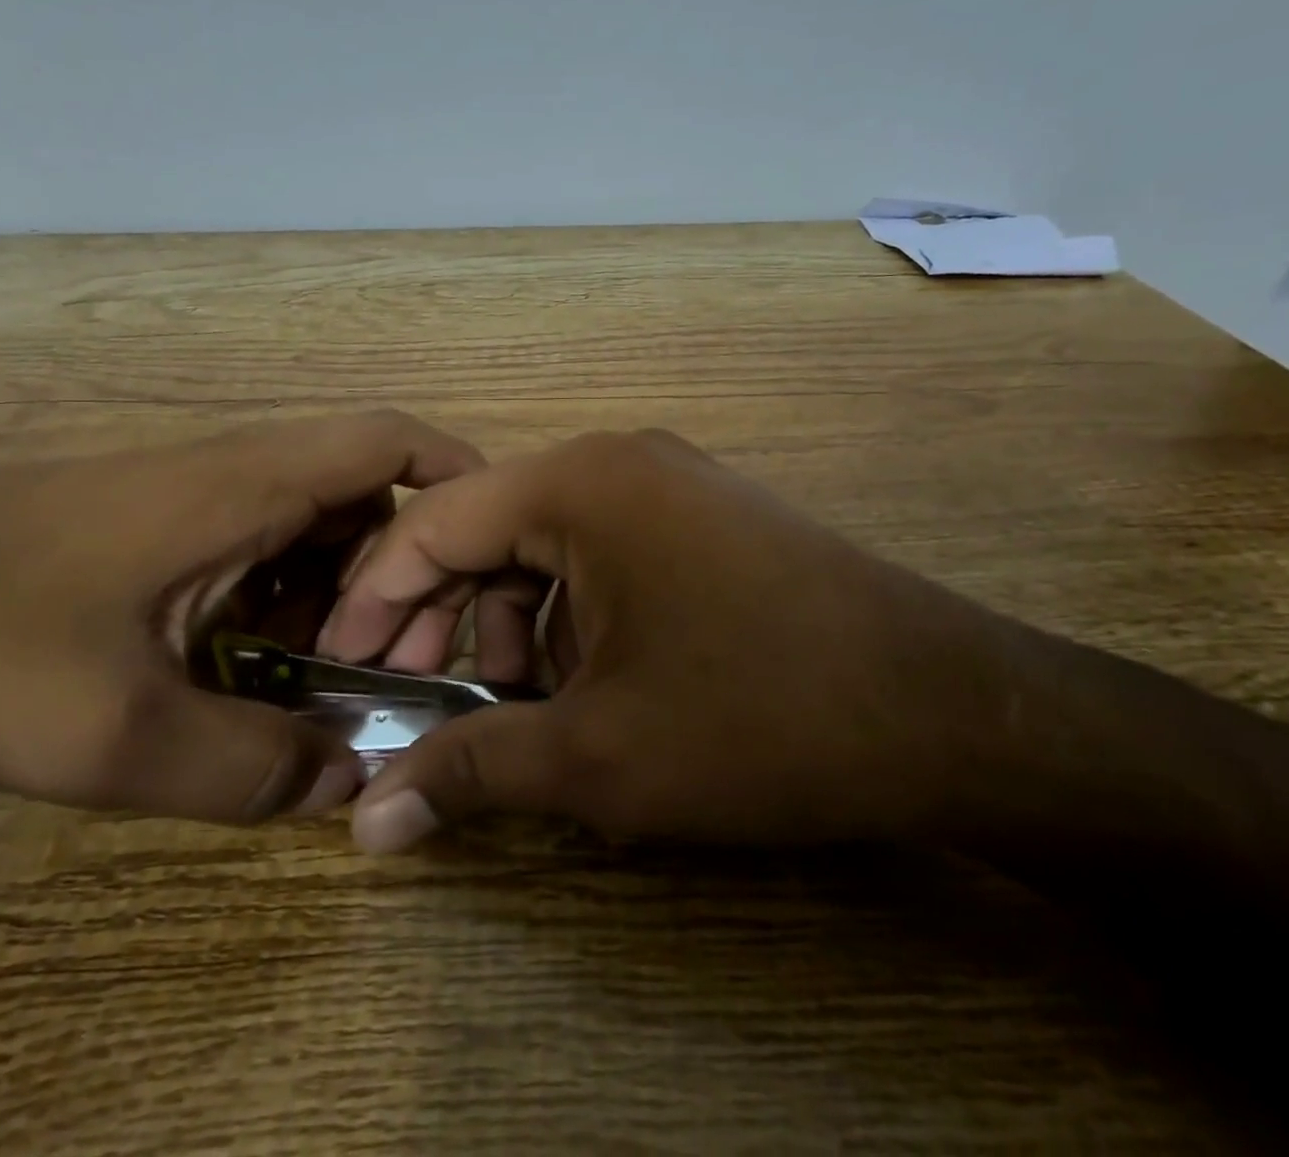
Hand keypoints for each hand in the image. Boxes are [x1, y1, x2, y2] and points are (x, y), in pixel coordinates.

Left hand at [0, 411, 481, 822]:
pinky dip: (294, 607)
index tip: (496, 553)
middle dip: (407, 578)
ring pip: (320, 533)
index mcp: (253, 484)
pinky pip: (270, 554)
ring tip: (335, 688)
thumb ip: (248, 769)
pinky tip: (262, 676)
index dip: (460, 478)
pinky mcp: (170, 528)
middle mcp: (243, 475)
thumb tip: (348, 786)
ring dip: (346, 600)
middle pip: (370, 500)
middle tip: (402, 671)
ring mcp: (204, 500)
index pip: (393, 444)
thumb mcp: (113, 735)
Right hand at [319, 429, 1022, 852]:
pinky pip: (600, 556)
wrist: (951, 710)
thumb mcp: (600, 755)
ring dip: (507, 624)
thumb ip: (472, 772)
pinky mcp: (702, 520)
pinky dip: (567, 616)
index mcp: (579, 483)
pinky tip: (576, 684)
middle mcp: (617, 463)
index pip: (434, 522)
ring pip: (544, 548)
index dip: (373, 598)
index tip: (338, 666)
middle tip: (411, 699)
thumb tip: (368, 825)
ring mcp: (667, 485)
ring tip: (506, 707)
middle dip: (440, 617)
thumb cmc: (760, 718)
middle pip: (487, 531)